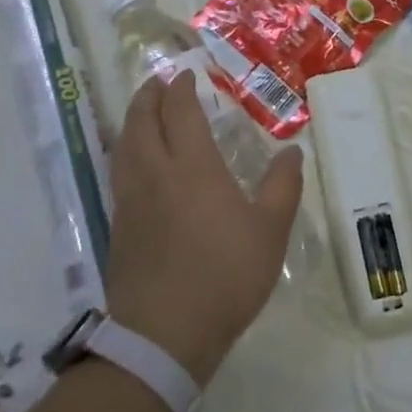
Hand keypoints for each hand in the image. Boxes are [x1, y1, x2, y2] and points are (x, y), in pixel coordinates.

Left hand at [104, 73, 303, 387]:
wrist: (163, 336)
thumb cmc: (224, 276)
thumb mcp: (269, 232)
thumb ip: (282, 186)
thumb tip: (293, 151)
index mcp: (192, 166)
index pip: (180, 112)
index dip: (181, 89)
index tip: (186, 75)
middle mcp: (155, 173)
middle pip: (142, 121)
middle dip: (148, 96)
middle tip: (158, 82)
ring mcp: (131, 200)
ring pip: (124, 145)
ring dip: (132, 120)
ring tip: (143, 113)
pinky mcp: (119, 226)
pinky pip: (118, 172)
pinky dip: (126, 151)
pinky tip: (136, 163)